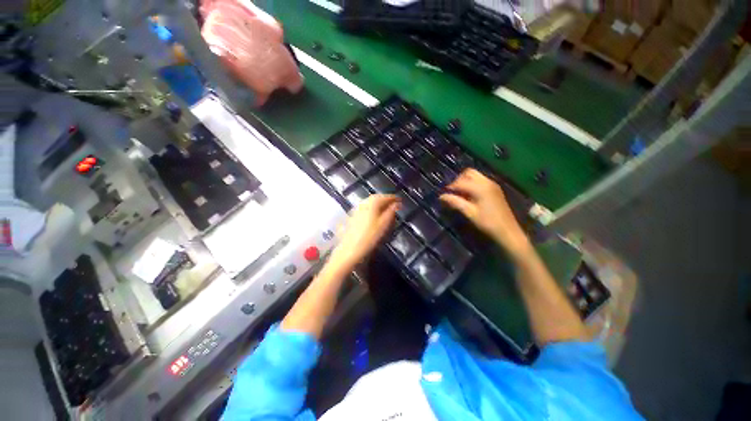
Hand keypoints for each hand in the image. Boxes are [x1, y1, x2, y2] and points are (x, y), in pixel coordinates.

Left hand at [330, 194, 399, 269]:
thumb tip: (396, 204)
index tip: (400, 200)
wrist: (350, 249)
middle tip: (394, 203)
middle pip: (376, 198)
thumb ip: (390, 212)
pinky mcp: (352, 216)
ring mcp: (356, 210)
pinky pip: (365, 208)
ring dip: (378, 203)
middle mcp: (363, 204)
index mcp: (372, 204)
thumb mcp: (384, 225)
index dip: (393, 198)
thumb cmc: (370, 237)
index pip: (385, 197)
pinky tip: (374, 214)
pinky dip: (372, 208)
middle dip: (385, 199)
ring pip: (369, 203)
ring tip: (386, 208)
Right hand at [440, 169, 530, 256]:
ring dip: (465, 182)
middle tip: (453, 192)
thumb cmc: (487, 222)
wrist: (507, 231)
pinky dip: (472, 184)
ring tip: (460, 195)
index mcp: (480, 187)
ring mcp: (492, 185)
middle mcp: (487, 182)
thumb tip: (441, 196)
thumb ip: (455, 202)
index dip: (450, 187)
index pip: (460, 182)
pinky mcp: (495, 189)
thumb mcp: (469, 213)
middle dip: (458, 180)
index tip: (443, 195)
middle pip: (468, 173)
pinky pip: (480, 180)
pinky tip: (469, 196)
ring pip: (475, 176)